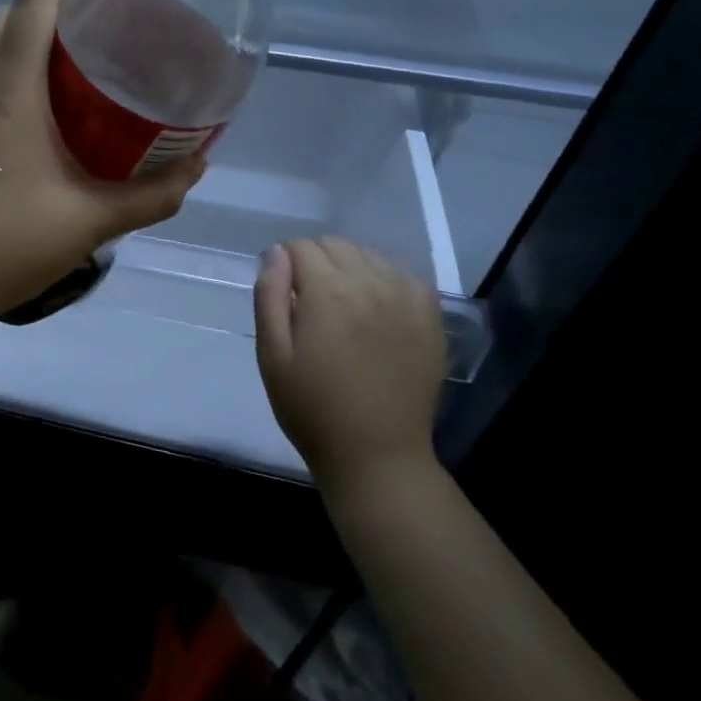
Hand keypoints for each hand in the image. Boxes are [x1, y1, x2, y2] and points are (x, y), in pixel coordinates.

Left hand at [0, 0, 205, 322]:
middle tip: (90, 17)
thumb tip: (197, 168)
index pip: (32, 7)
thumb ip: (151, 197)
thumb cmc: (8, 247)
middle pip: (3, 17)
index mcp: (8, 96)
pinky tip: (23, 107)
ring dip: (17, 34)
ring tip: (61, 56)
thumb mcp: (90, 223)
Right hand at [253, 237, 446, 496]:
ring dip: (349, 268)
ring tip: (341, 306)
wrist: (376, 455)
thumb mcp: (272, 354)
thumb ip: (269, 296)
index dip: (284, 265)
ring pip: (370, 255)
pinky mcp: (430, 317)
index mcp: (327, 293)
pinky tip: (375, 308)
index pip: (300, 247)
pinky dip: (383, 280)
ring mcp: (407, 299)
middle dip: (315, 261)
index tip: (283, 294)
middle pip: (336, 245)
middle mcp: (371, 284)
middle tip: (308, 302)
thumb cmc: (311, 407)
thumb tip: (276, 253)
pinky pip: (403, 274)